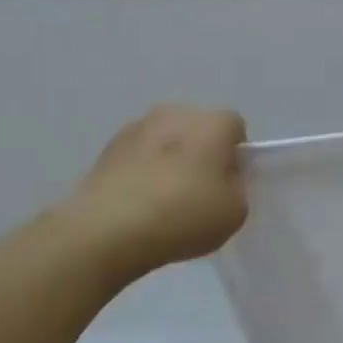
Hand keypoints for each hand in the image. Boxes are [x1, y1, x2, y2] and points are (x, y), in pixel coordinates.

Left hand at [63, 105, 247, 284]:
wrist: (109, 229)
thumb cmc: (183, 215)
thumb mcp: (234, 212)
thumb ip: (236, 188)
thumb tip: (222, 179)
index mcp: (212, 124)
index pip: (235, 127)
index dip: (236, 155)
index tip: (228, 183)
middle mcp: (175, 114)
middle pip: (198, 129)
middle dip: (201, 152)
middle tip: (199, 191)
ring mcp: (136, 128)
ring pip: (164, 140)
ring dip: (168, 160)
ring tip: (163, 199)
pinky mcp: (106, 148)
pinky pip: (137, 156)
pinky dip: (141, 171)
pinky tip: (138, 203)